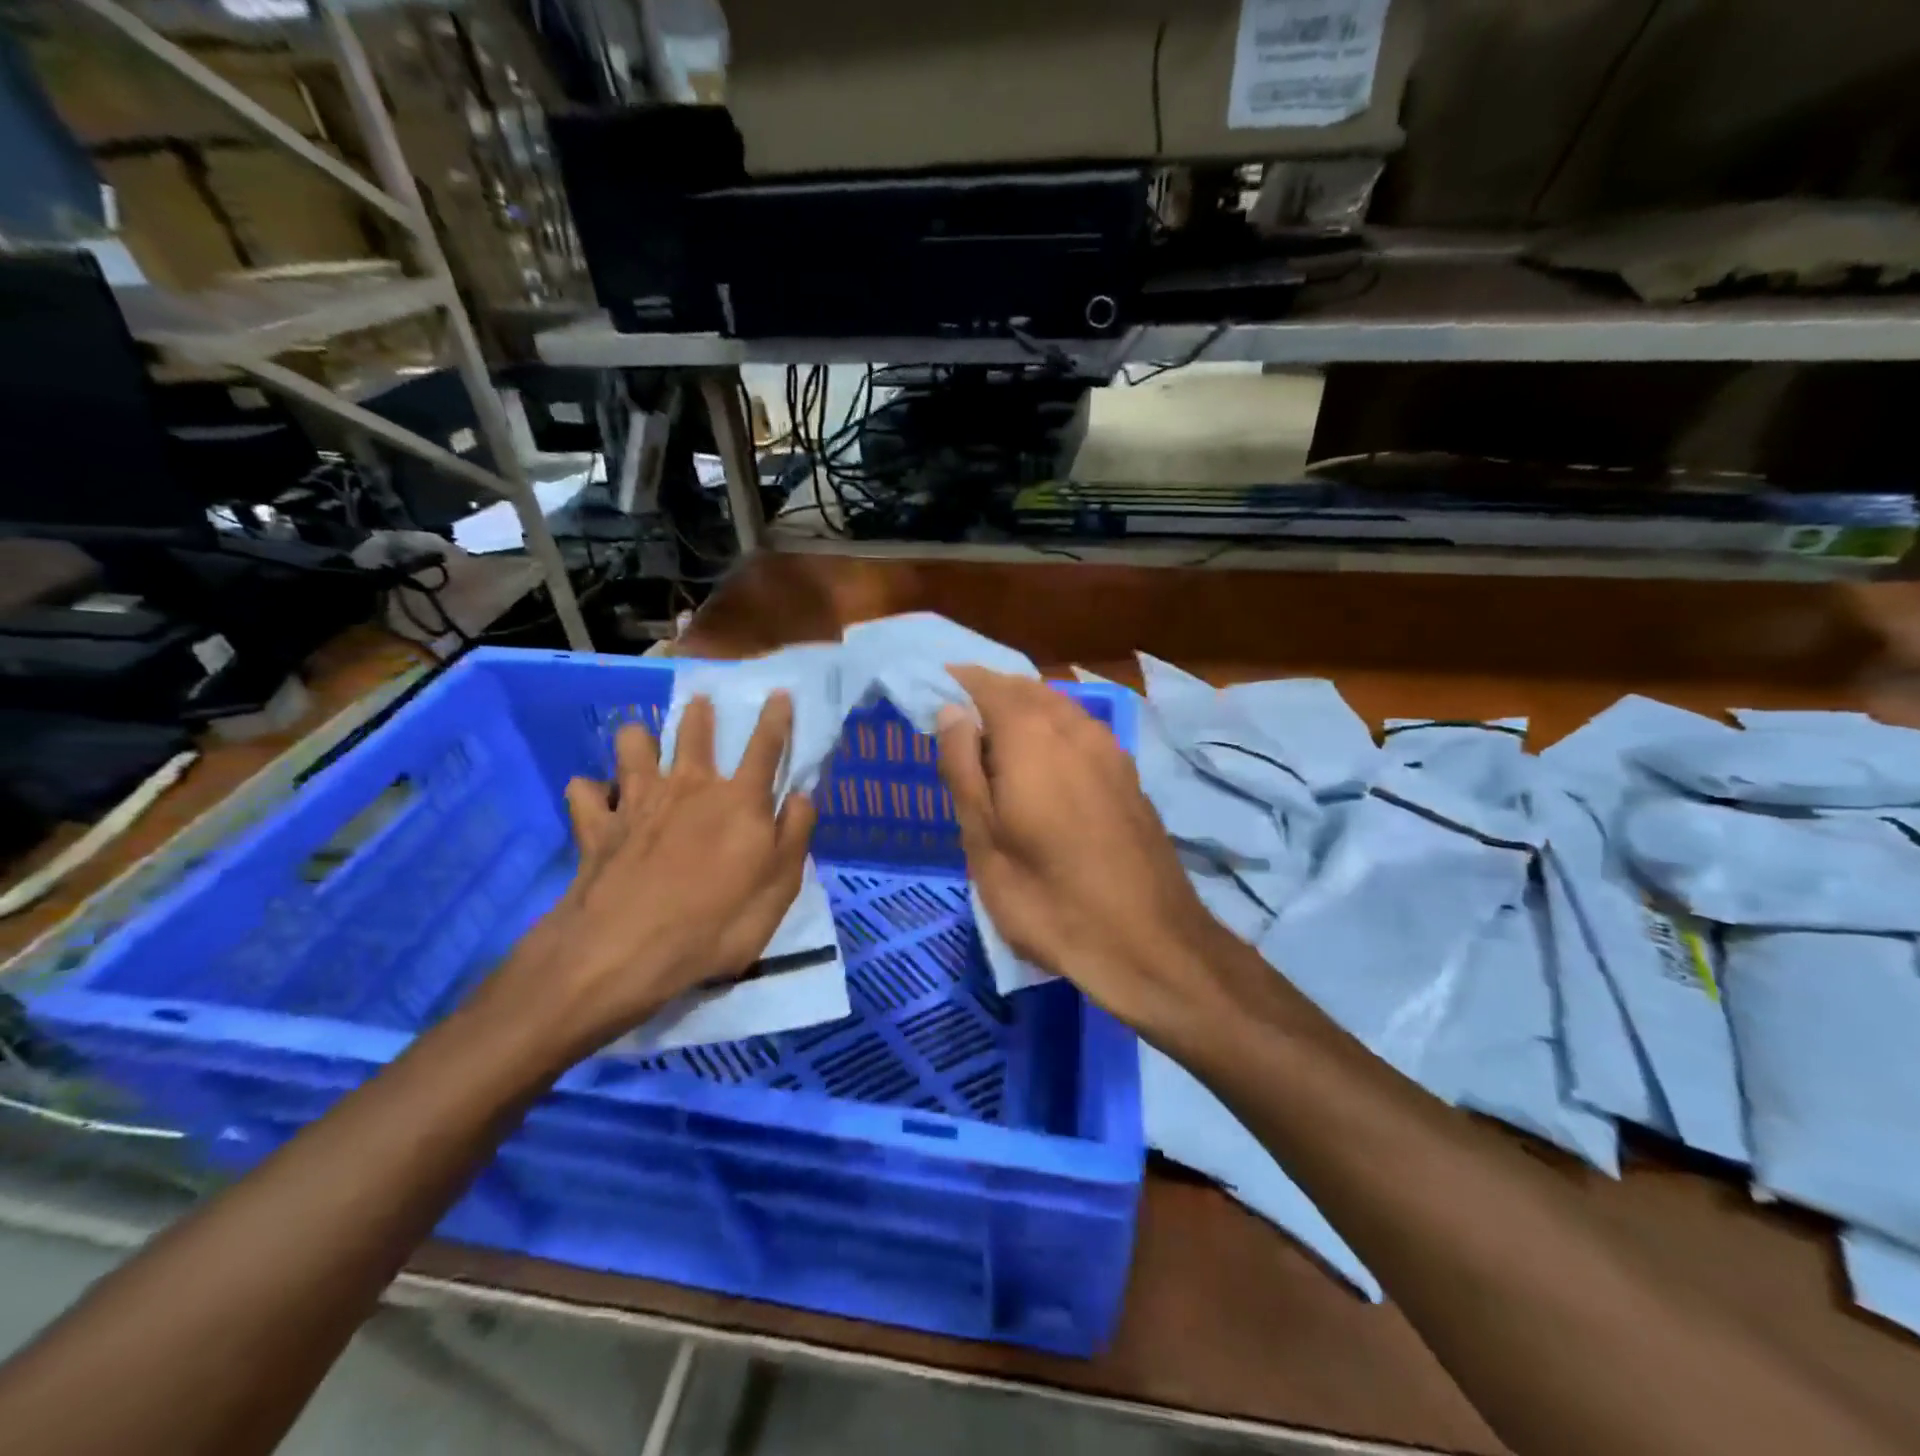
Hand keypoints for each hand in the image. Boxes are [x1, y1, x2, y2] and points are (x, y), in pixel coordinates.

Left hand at [488, 693, 816, 1061]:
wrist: (625, 951)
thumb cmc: (716, 924)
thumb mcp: (779, 889)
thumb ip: (794, 836)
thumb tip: (802, 795)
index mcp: (738, 800)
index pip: (765, 747)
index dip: (776, 718)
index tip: (779, 693)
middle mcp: (688, 786)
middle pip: (693, 732)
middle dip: (699, 714)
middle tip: (701, 703)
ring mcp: (637, 801)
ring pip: (632, 745)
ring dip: (638, 739)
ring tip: (642, 745)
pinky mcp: (596, 825)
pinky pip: (584, 792)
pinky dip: (591, 792)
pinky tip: (597, 798)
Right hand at [936, 667, 1239, 1042]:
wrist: (1149, 941)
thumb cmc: (1048, 897)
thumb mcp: (983, 841)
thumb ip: (963, 768)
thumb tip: (951, 711)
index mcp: (1031, 735)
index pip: (987, 684)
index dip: (957, 681)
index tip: (932, 691)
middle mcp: (1074, 726)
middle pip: (1025, 689)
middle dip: (990, 693)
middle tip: (958, 721)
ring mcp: (1109, 748)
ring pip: (1058, 707)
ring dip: (1023, 710)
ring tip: (994, 742)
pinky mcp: (1128, 774)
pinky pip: (1081, 730)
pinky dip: (1052, 730)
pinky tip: (1043, 764)